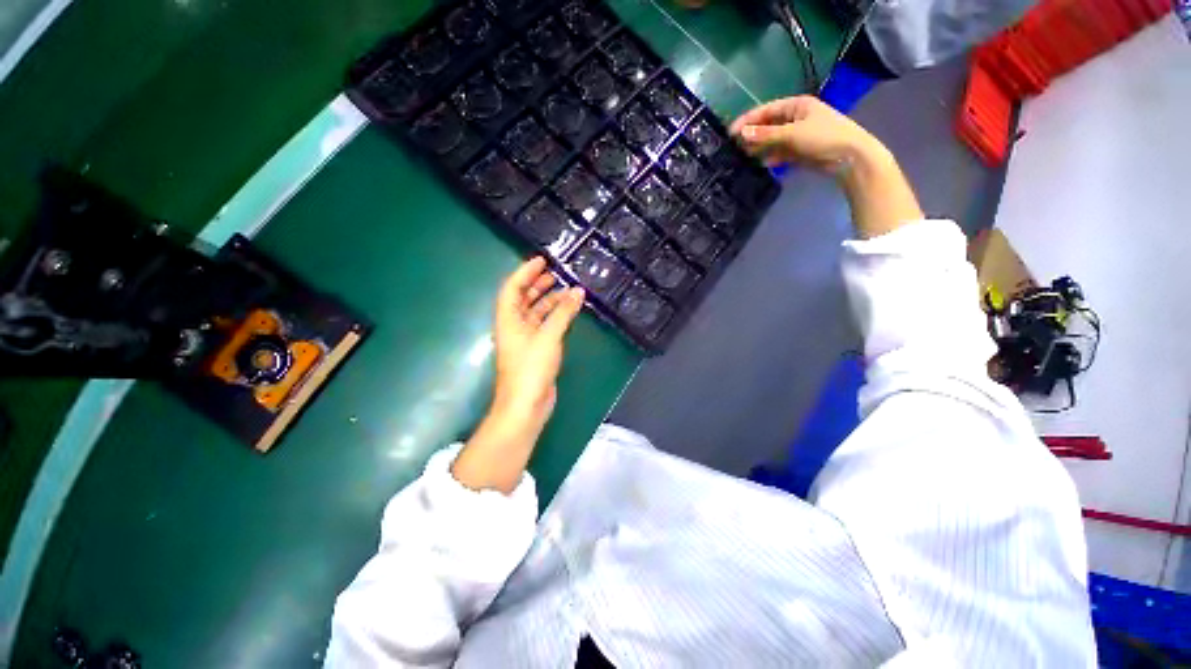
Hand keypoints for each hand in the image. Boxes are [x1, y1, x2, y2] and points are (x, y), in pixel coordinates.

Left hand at [491, 257, 584, 425]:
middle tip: (556, 273)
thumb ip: (563, 313)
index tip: (542, 260)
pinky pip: (545, 326)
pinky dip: (556, 317)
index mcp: (508, 319)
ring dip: (549, 300)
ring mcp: (525, 339)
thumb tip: (577, 291)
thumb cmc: (531, 368)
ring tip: (567, 290)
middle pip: (523, 298)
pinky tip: (569, 312)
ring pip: (536, 312)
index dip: (525, 271)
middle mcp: (514, 326)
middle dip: (537, 284)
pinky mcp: (536, 350)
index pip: (513, 287)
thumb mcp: (548, 336)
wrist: (526, 405)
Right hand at [730, 95, 884, 172]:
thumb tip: (742, 134)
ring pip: (772, 141)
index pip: (767, 110)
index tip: (731, 133)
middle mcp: (795, 118)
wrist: (848, 157)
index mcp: (797, 106)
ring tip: (742, 158)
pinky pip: (779, 153)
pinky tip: (759, 164)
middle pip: (768, 125)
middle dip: (752, 135)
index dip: (748, 120)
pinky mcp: (798, 152)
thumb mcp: (792, 133)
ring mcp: (797, 136)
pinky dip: (769, 158)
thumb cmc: (823, 137)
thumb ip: (766, 135)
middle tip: (734, 148)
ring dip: (759, 148)